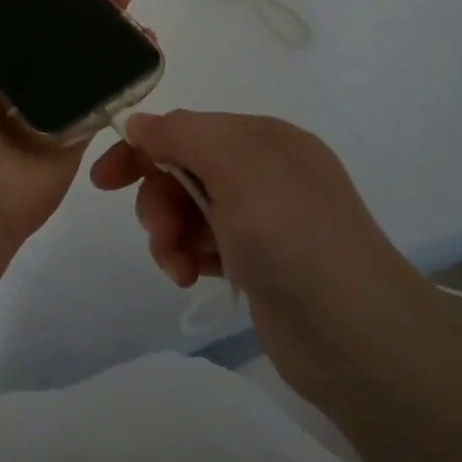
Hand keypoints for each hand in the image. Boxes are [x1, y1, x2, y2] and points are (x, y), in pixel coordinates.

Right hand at [90, 111, 427, 404]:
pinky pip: (204, 244)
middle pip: (184, 170)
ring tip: (174, 265)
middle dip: (159, 199)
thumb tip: (139, 122)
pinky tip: (186, 277)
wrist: (359, 339)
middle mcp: (265, 172)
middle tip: (158, 232)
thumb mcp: (238, 168)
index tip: (103, 180)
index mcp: (265, 139)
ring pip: (190, 210)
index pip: (187, 129)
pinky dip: (187, 256)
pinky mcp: (259, 263)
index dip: (142, 148)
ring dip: (169, 233)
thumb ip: (183, 135)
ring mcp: (264, 220)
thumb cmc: (294, 238)